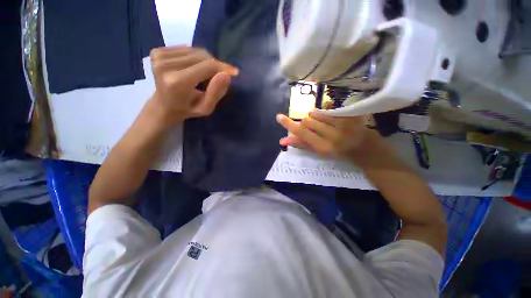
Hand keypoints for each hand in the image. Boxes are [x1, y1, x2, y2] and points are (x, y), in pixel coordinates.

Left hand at [146, 46, 238, 128]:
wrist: (164, 106)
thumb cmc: (188, 109)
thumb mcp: (206, 108)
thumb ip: (216, 93)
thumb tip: (227, 75)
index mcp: (177, 82)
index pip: (207, 66)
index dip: (223, 67)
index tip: (234, 72)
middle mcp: (165, 65)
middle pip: (201, 56)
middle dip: (215, 65)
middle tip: (219, 77)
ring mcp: (159, 56)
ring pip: (194, 51)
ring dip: (205, 61)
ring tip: (205, 75)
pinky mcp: (157, 52)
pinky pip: (185, 49)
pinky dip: (195, 57)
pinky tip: (194, 68)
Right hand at [276, 110, 377, 159]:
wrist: (363, 148)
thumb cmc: (337, 153)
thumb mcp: (318, 152)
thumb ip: (301, 144)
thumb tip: (282, 141)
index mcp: (323, 147)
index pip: (302, 133)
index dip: (289, 124)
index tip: (279, 117)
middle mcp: (332, 135)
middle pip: (307, 121)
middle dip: (305, 123)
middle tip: (312, 127)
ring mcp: (343, 123)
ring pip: (316, 113)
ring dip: (314, 117)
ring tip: (321, 123)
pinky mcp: (349, 115)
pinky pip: (328, 108)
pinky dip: (324, 112)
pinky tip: (330, 118)